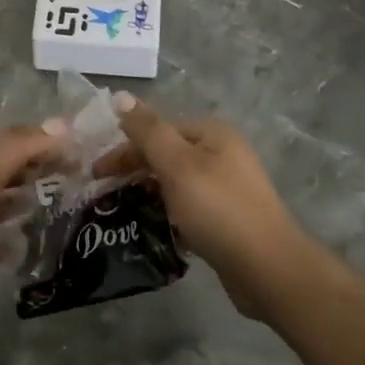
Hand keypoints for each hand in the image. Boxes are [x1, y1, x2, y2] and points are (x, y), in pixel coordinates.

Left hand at [0, 125, 59, 334]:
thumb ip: (20, 147)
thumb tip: (62, 125)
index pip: (7, 140)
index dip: (41, 141)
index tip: (77, 151)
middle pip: (2, 170)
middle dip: (34, 169)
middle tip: (75, 176)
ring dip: (21, 202)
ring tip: (57, 204)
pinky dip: (6, 243)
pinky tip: (27, 245)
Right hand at [108, 96, 310, 320]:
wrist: (268, 268)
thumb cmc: (218, 209)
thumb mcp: (177, 165)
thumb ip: (147, 130)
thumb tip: (120, 96)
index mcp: (212, 133)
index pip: (158, 129)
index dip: (125, 148)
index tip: (96, 174)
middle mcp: (222, 154)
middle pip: (167, 154)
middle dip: (135, 171)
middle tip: (104, 195)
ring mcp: (227, 187)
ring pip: (176, 182)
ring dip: (149, 193)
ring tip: (123, 213)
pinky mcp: (228, 218)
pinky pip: (188, 207)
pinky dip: (169, 214)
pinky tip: (154, 229)